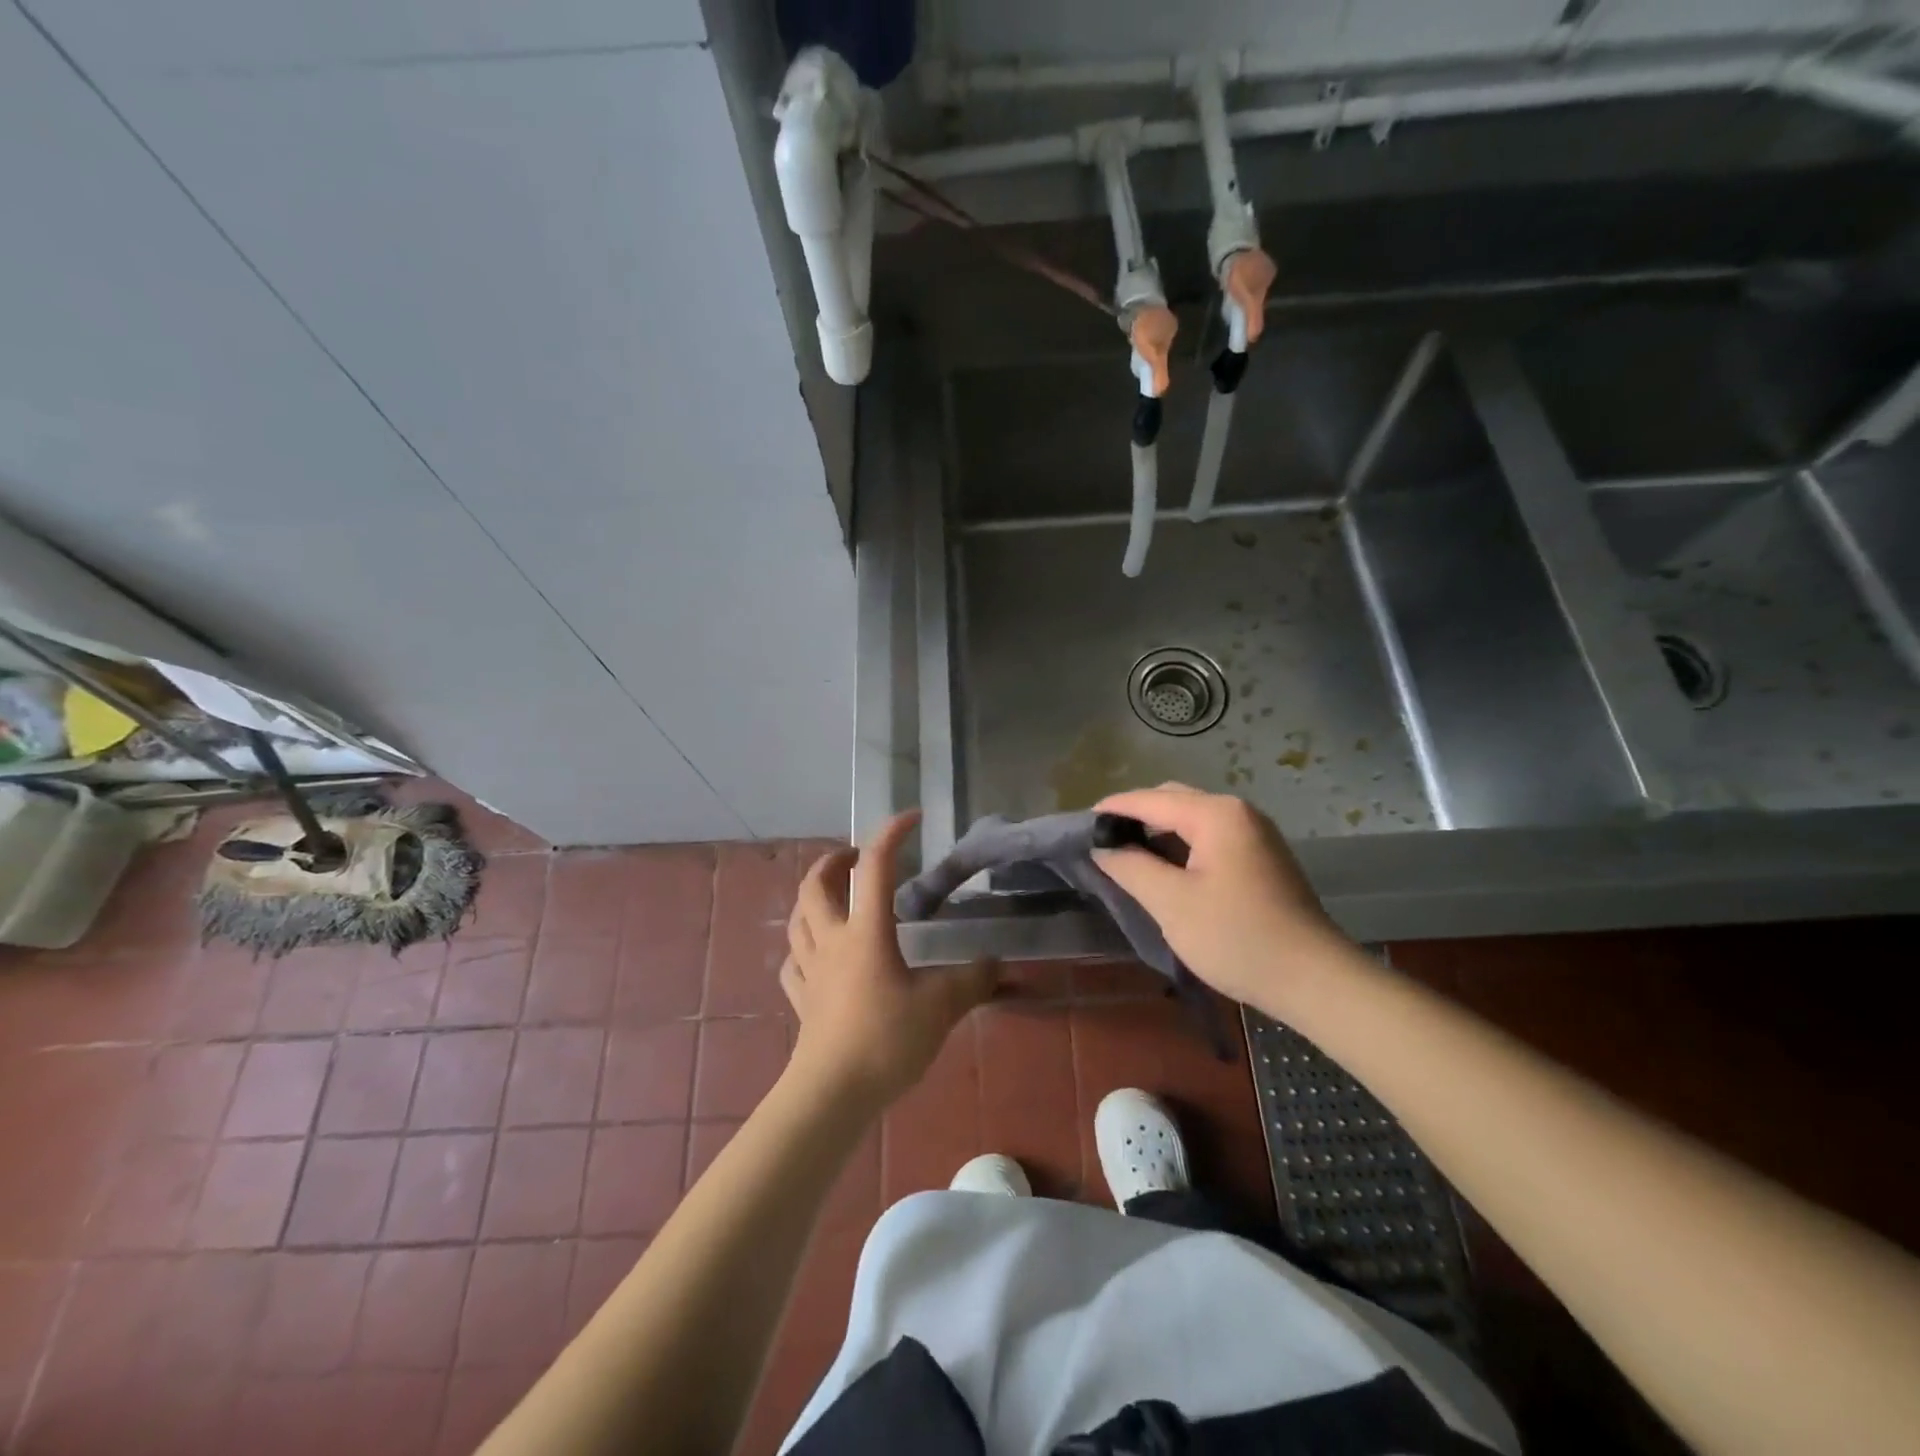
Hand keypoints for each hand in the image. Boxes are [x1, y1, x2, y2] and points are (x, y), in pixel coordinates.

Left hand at [782, 811, 997, 1111]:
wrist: (833, 1093)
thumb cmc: (886, 1040)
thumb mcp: (941, 1007)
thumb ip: (973, 981)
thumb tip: (998, 963)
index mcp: (866, 931)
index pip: (877, 867)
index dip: (891, 834)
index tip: (911, 818)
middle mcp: (833, 940)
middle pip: (817, 885)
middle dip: (835, 861)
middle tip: (856, 858)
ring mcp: (810, 970)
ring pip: (798, 919)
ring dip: (813, 898)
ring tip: (832, 896)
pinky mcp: (801, 999)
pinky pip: (792, 962)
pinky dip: (802, 948)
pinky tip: (814, 955)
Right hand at [1093, 784, 1351, 1016]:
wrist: (1314, 979)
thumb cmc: (1237, 937)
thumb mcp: (1172, 903)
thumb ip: (1130, 867)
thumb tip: (1102, 847)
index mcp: (1216, 814)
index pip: (1150, 799)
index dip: (1113, 810)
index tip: (1079, 827)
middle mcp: (1238, 812)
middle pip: (1173, 801)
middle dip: (1136, 817)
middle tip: (1103, 845)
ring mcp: (1255, 834)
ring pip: (1192, 820)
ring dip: (1159, 833)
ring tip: (1128, 858)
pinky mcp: (1262, 858)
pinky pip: (1210, 838)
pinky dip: (1182, 846)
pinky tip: (1166, 871)